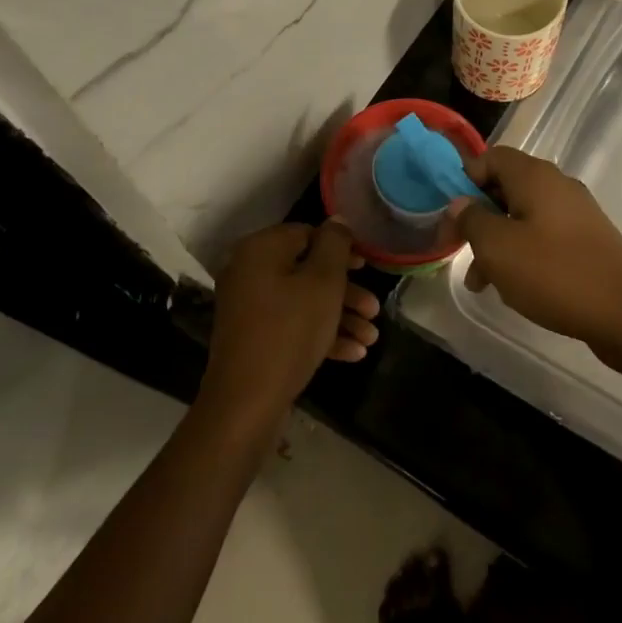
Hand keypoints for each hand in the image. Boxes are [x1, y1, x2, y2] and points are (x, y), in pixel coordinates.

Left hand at [201, 220, 380, 423]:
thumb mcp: (323, 282)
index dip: (342, 249)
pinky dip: (321, 334)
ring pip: (304, 301)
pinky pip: (292, 325)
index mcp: (261, 250)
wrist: (246, 402)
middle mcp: (250, 272)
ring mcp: (250, 307)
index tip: (368, 268)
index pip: (308, 233)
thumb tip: (337, 220)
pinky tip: (354, 353)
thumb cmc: (290, 331)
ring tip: (371, 338)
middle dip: (347, 291)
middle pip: (308, 270)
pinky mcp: (254, 338)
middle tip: (375, 309)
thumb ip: (335, 245)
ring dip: (340, 316)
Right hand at [445, 147, 621, 364]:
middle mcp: (557, 186)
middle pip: (506, 187)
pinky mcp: (587, 241)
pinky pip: (543, 237)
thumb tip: (460, 203)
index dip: (466, 180)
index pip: (491, 157)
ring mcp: (576, 214)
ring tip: (481, 282)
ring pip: (523, 217)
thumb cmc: (555, 273)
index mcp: (535, 176)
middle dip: (478, 217)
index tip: (451, 215)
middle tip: (459, 250)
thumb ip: (472, 219)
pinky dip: (523, 255)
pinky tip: (514, 288)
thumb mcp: (498, 247)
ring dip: (497, 243)